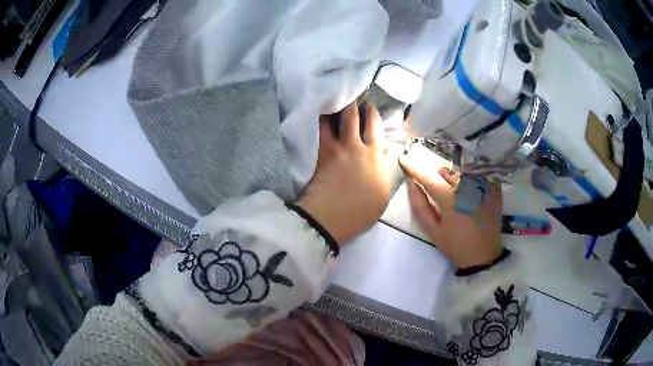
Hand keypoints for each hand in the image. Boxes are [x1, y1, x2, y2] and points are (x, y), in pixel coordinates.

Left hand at [297, 101, 396, 245]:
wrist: (331, 217)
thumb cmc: (360, 212)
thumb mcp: (383, 195)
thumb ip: (386, 169)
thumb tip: (390, 150)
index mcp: (377, 159)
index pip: (378, 132)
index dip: (375, 117)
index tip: (372, 107)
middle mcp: (360, 148)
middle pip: (362, 121)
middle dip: (361, 106)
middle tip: (358, 96)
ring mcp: (341, 148)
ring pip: (343, 120)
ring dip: (343, 107)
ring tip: (340, 98)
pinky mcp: (324, 152)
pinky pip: (323, 129)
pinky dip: (324, 119)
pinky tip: (322, 112)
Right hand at [399, 152, 502, 269]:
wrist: (484, 256)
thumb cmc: (456, 246)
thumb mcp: (433, 232)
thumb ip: (420, 206)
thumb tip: (411, 183)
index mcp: (452, 200)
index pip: (429, 178)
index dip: (414, 167)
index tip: (403, 158)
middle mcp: (469, 188)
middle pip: (446, 170)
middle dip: (436, 174)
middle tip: (435, 188)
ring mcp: (484, 186)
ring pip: (461, 169)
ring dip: (452, 175)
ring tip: (454, 191)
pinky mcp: (494, 188)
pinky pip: (476, 173)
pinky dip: (468, 178)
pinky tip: (469, 192)